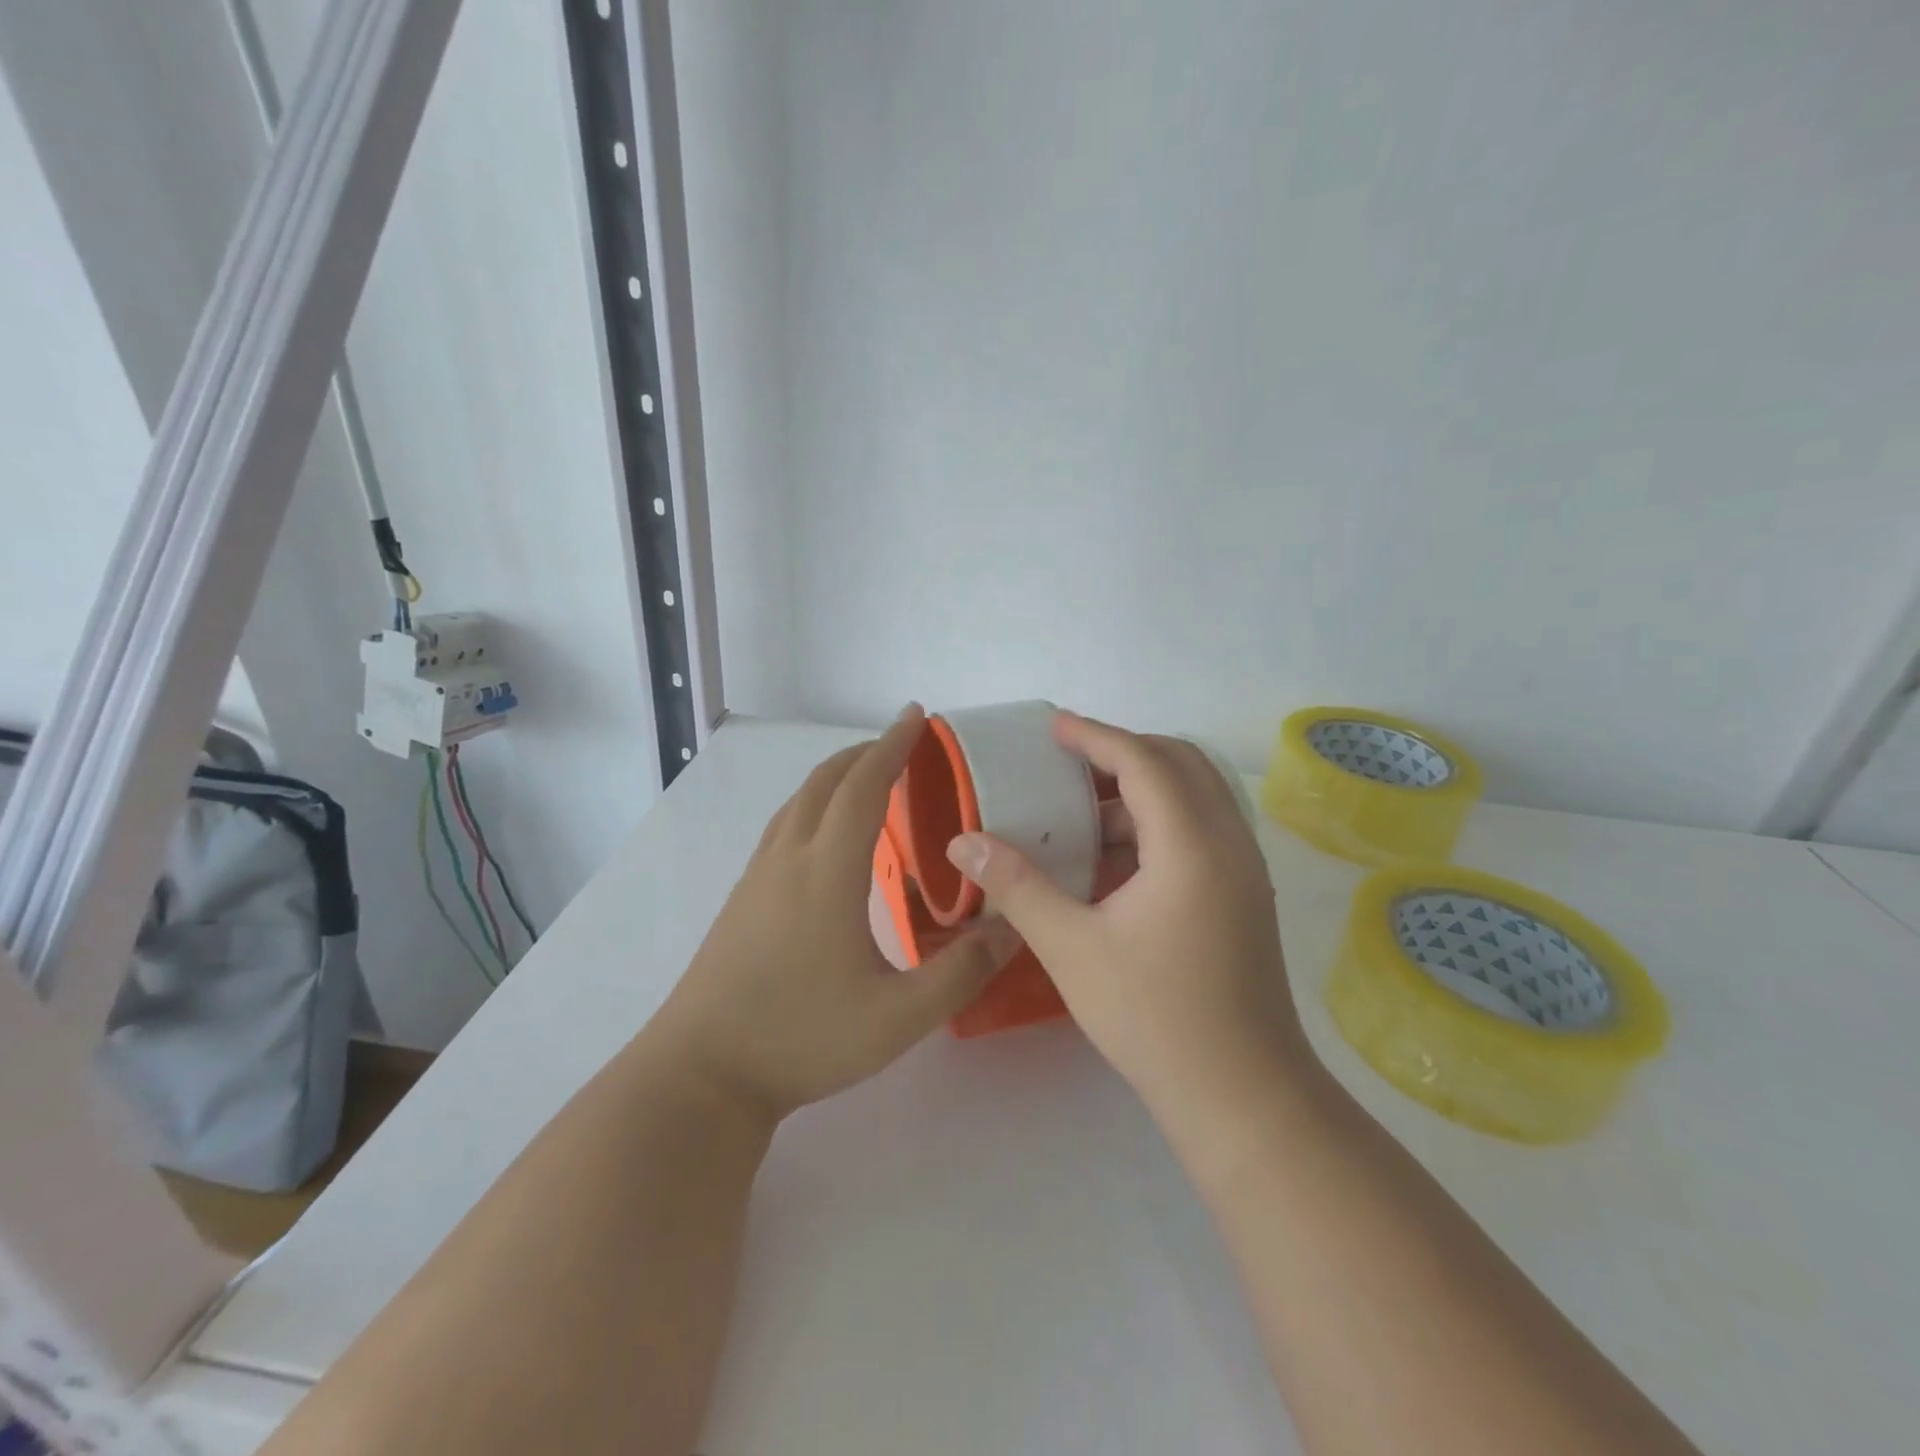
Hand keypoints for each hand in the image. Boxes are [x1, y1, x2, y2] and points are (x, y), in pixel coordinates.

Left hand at [649, 706, 1022, 1120]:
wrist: (703, 1073)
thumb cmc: (801, 1038)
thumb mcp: (898, 1017)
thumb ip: (960, 972)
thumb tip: (1011, 929)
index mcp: (827, 871)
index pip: (863, 787)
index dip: (893, 746)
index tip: (917, 717)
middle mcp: (789, 859)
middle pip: (825, 782)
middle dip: (865, 753)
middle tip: (903, 744)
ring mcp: (758, 877)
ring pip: (798, 802)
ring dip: (836, 776)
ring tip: (870, 779)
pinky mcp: (743, 898)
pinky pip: (784, 826)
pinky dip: (815, 805)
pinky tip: (828, 836)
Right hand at [945, 712, 1306, 1119]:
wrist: (1243, 1095)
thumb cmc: (1154, 1017)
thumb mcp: (1071, 948)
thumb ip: (1017, 886)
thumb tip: (963, 843)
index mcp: (1191, 844)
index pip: (1142, 761)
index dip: (1094, 736)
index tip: (1052, 727)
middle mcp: (1229, 842)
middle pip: (1181, 762)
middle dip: (1123, 752)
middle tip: (1069, 765)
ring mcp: (1245, 869)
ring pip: (1197, 796)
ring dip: (1143, 791)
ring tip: (1085, 817)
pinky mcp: (1245, 895)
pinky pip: (1203, 829)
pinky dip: (1160, 823)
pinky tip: (1117, 862)